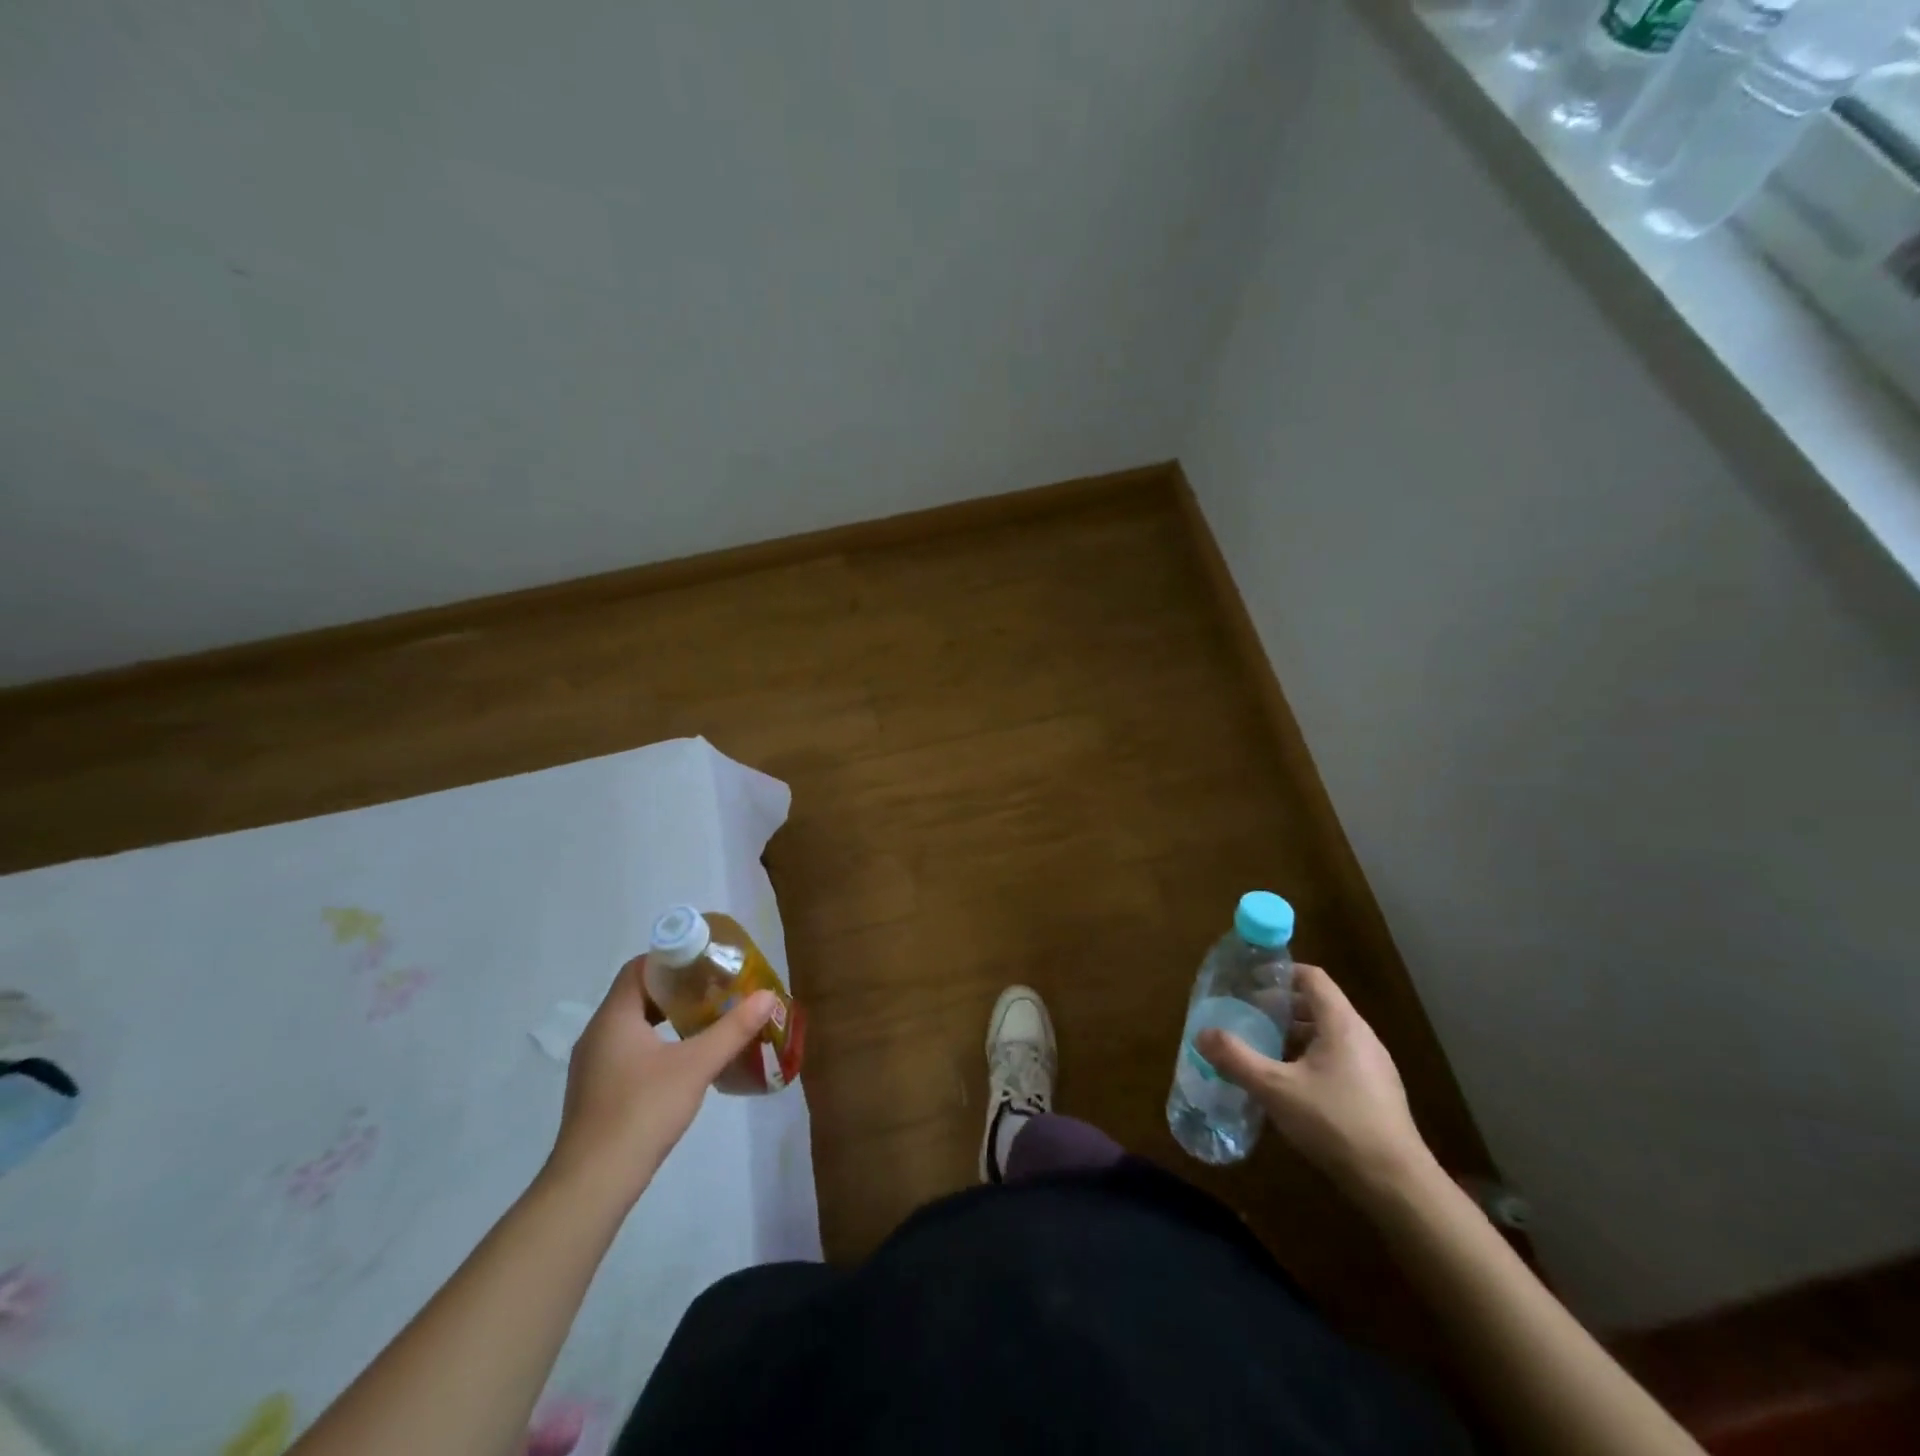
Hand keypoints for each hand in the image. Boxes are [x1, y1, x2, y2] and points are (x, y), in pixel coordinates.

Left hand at [544, 959, 777, 1208]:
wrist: (592, 1184)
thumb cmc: (642, 1112)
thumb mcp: (696, 1066)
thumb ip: (733, 1029)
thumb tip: (767, 996)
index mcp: (614, 1017)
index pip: (639, 967)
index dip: (673, 958)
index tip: (707, 961)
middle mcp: (598, 1033)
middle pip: (638, 994)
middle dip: (678, 988)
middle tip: (716, 988)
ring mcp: (594, 1065)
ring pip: (634, 1024)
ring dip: (668, 1016)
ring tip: (707, 1018)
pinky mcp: (598, 1091)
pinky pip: (629, 1049)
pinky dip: (657, 1042)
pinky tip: (684, 1059)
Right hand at [1197, 963, 1433, 1198]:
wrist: (1396, 1184)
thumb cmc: (1335, 1122)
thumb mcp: (1275, 1089)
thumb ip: (1236, 1059)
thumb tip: (1201, 1034)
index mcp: (1341, 1024)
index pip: (1312, 978)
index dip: (1281, 973)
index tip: (1251, 981)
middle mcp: (1362, 1037)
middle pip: (1319, 1005)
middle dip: (1282, 1008)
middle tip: (1250, 1016)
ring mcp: (1374, 1066)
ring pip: (1329, 1035)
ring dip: (1296, 1036)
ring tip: (1265, 1050)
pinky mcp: (1378, 1094)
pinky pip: (1340, 1060)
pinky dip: (1312, 1059)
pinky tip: (1292, 1087)